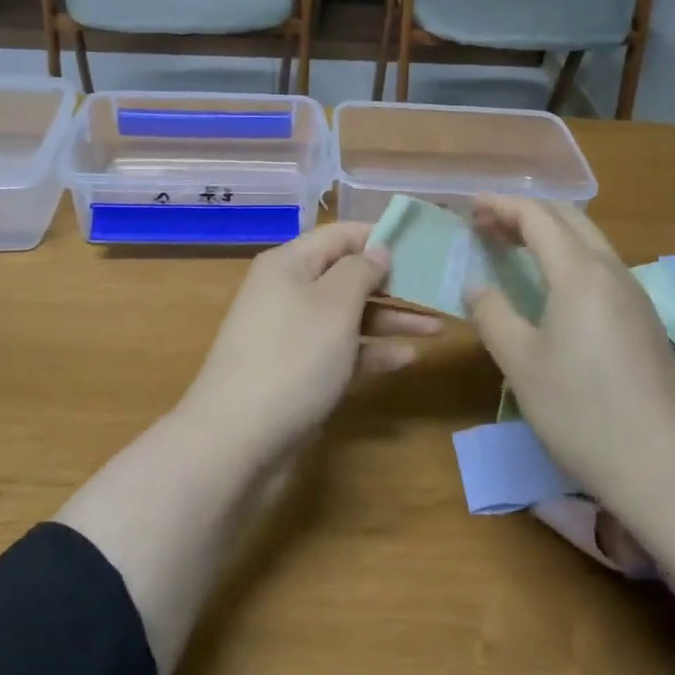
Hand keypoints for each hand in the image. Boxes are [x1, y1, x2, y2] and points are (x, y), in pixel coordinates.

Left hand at [177, 222, 439, 463]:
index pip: (340, 235)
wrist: (237, 439)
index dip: (379, 235)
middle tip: (437, 288)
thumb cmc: (293, 356)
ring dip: (390, 320)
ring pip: (348, 316)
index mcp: (289, 264)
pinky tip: (407, 359)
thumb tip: (377, 250)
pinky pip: (340, 351)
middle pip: (346, 276)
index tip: (423, 242)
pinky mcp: (297, 372)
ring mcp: (291, 334)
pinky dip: (371, 352)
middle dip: (392, 282)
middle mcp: (288, 292)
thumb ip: (361, 271)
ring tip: (437, 327)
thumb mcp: (334, 304)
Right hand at [464, 197, 674, 503]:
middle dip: (524, 213)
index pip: (537, 216)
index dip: (500, 205)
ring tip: (513, 248)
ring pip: (589, 241)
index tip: (469, 208)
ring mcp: (635, 296)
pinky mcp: (645, 322)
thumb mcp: (521, 363)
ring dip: (548, 233)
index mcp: (580, 272)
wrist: (667, 469)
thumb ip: (492, 314)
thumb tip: (477, 286)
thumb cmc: (582, 410)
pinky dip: (568, 257)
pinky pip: (601, 267)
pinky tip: (552, 287)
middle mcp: (612, 272)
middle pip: (568, 217)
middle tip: (486, 226)